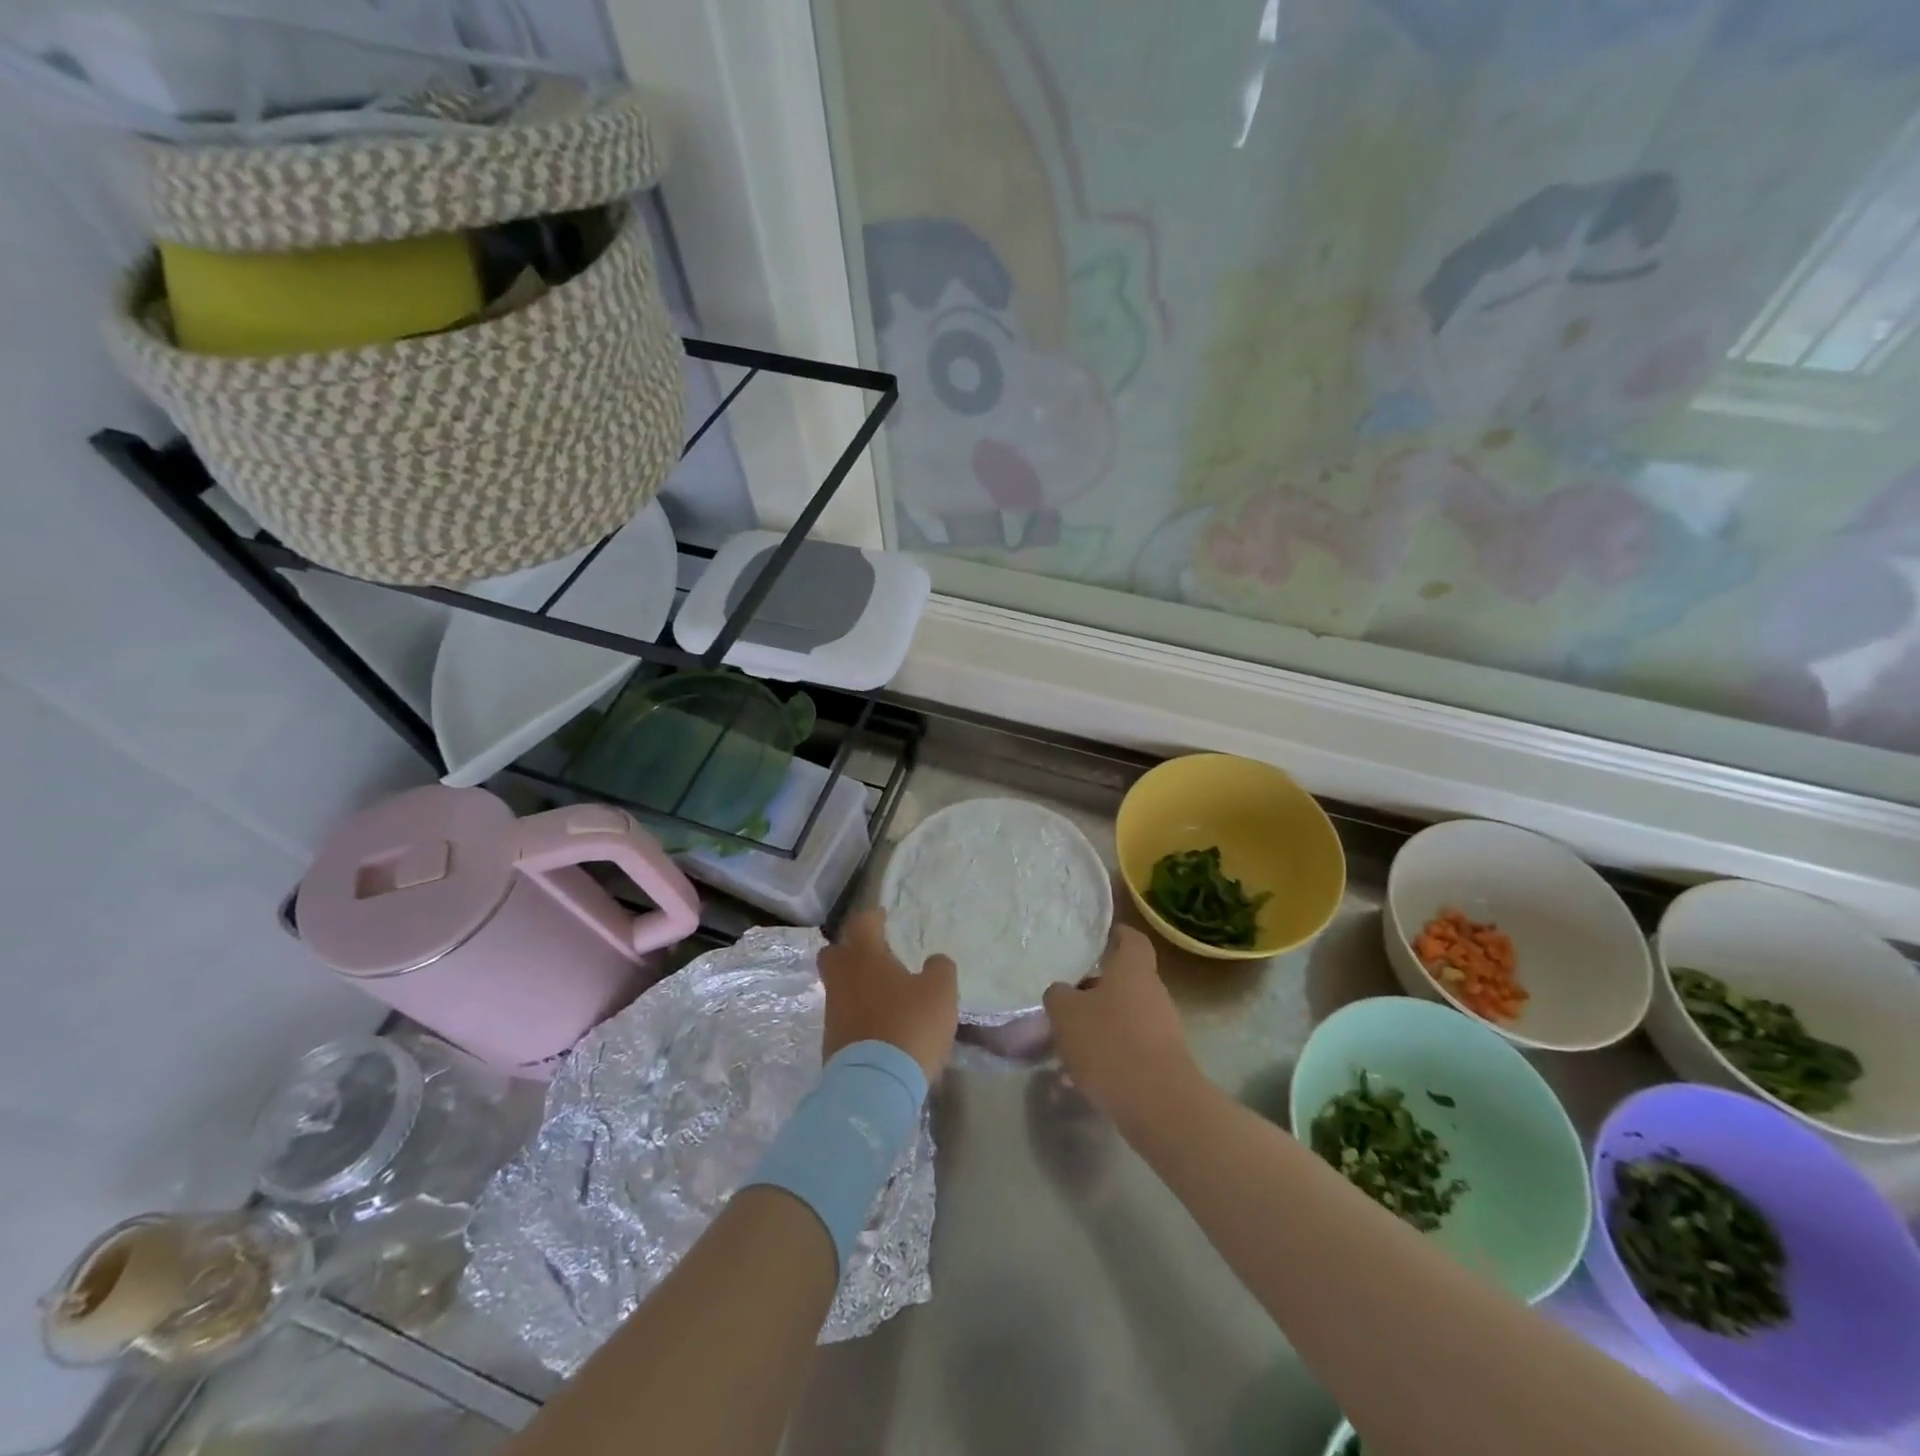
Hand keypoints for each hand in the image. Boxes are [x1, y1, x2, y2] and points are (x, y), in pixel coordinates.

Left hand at [819, 910, 958, 1081]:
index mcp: (865, 956)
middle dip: (850, 949)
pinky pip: (843, 1015)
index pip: (861, 923)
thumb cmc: (910, 1026)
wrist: (875, 1086)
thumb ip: (940, 969)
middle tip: (874, 953)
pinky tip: (879, 1023)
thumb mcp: (940, 993)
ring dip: (856, 984)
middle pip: (835, 953)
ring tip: (884, 993)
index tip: (882, 916)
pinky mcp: (832, 1042)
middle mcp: (842, 978)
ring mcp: (833, 1012)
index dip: (872, 917)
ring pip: (839, 986)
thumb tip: (934, 961)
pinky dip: (858, 1012)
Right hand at [1043, 927, 1200, 1133]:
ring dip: (1099, 1026)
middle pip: (1125, 981)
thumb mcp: (1066, 1013)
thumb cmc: (1109, 1042)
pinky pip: (1129, 1048)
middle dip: (1096, 990)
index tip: (1099, 938)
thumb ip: (1059, 996)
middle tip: (1067, 1000)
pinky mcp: (1162, 1061)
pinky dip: (1107, 1056)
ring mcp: (1162, 1028)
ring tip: (1066, 1045)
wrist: (1157, 1103)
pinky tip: (1079, 1079)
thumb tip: (1062, 992)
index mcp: (1133, 969)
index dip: (1117, 934)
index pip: (1132, 939)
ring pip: (1124, 1017)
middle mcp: (1153, 992)